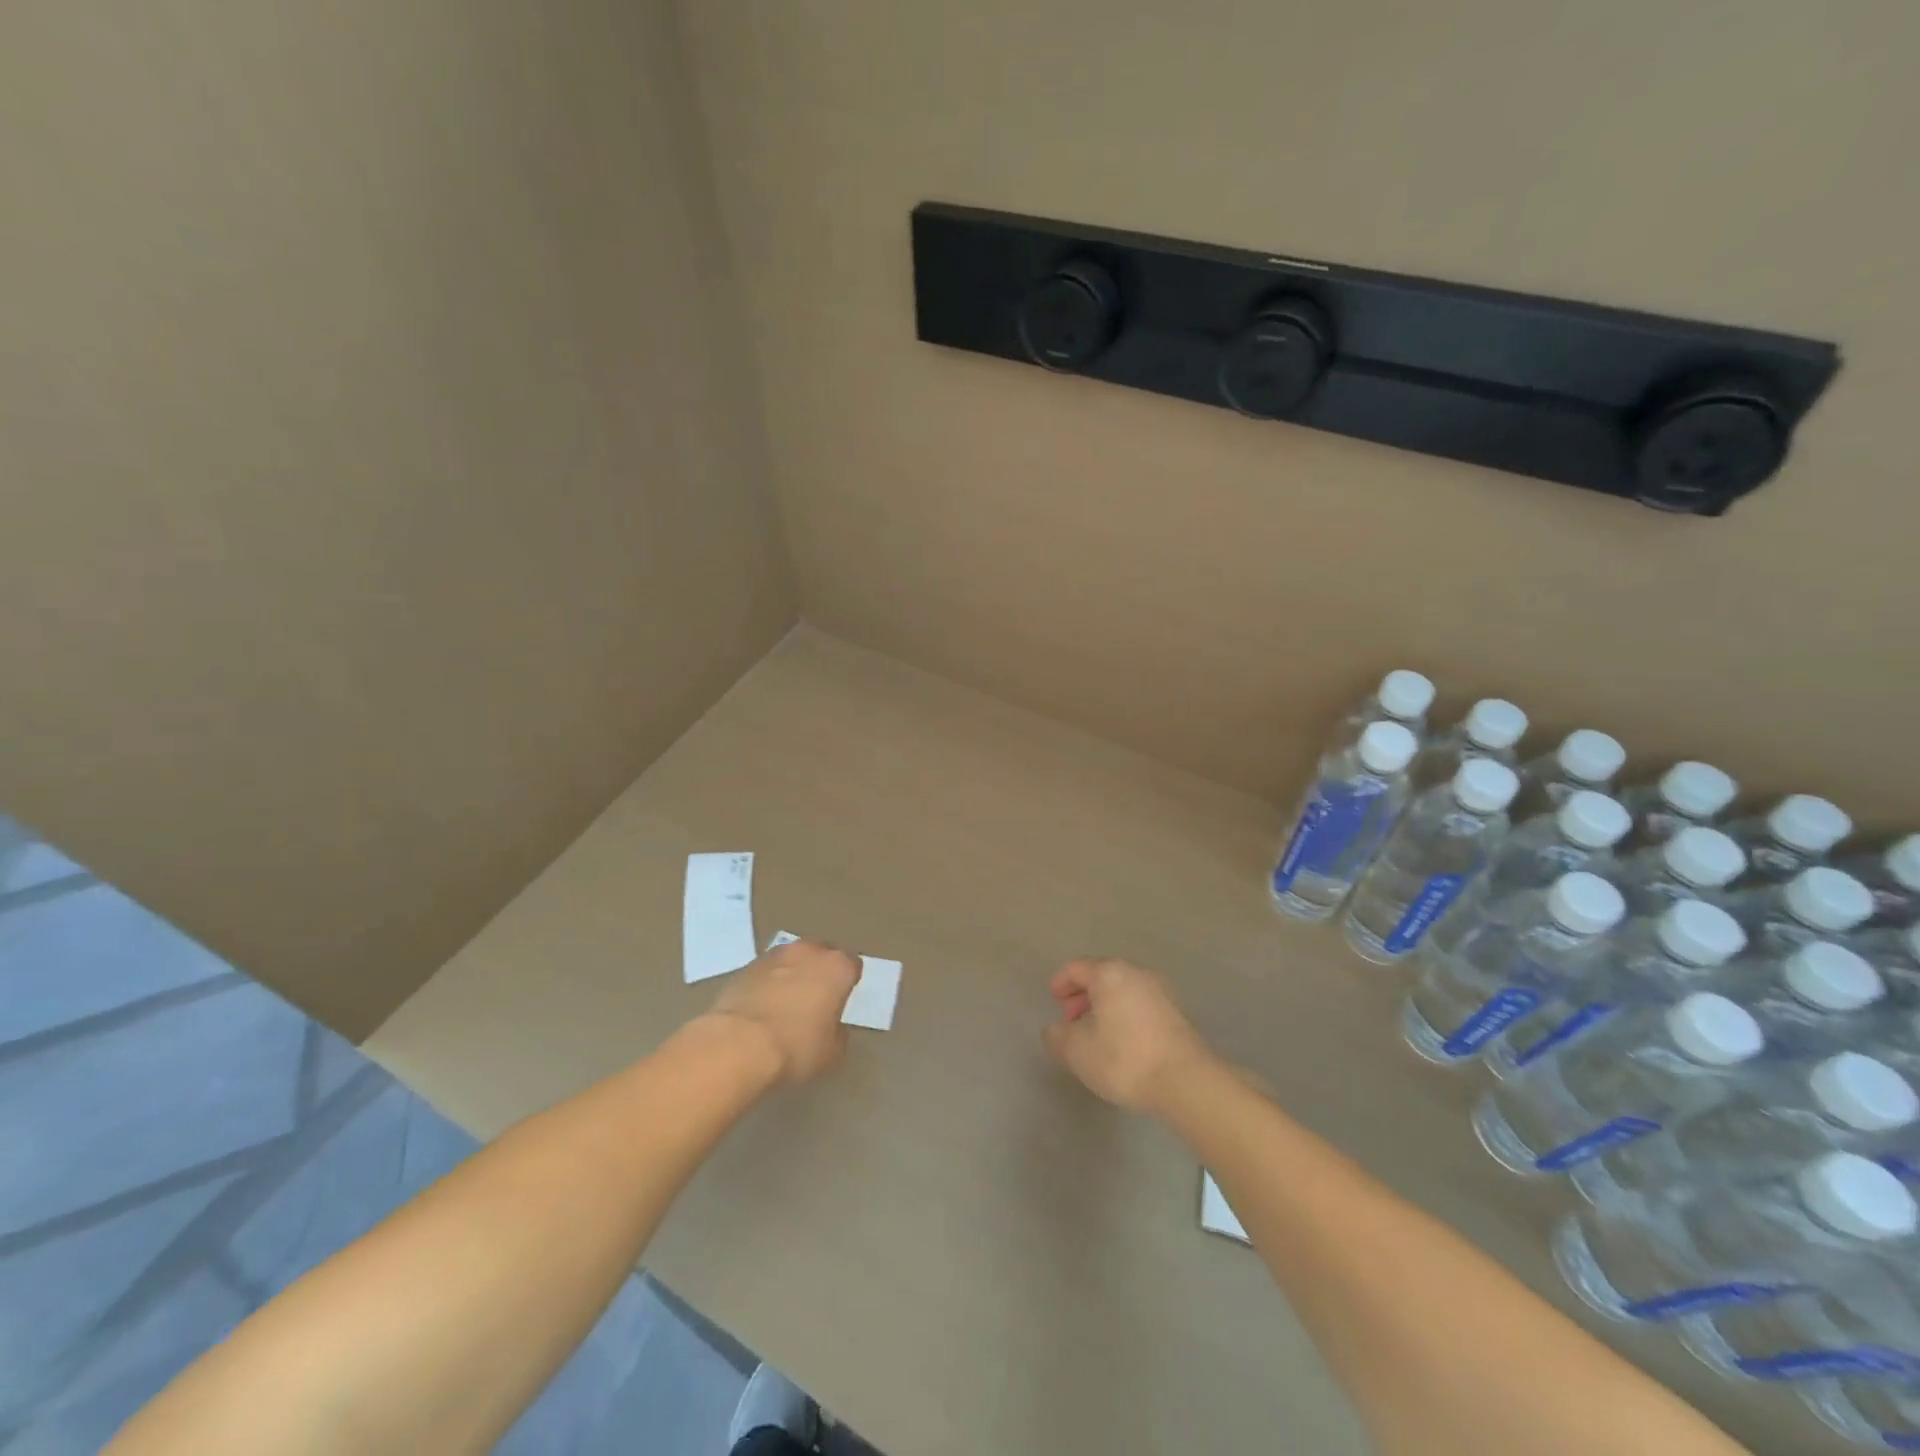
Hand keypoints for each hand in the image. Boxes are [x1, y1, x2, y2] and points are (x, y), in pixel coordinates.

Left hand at [707, 939, 859, 1083]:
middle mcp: (807, 951)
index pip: (852, 965)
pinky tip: (760, 1011)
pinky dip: (765, 986)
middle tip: (814, 1001)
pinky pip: (764, 974)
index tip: (841, 1002)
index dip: (847, 983)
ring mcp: (773, 956)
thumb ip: (838, 1033)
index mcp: (836, 966)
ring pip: (790, 961)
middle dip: (818, 973)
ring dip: (790, 976)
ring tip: (784, 1005)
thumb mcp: (832, 1052)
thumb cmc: (796, 1047)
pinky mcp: (744, 967)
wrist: (738, 1045)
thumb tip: (831, 1027)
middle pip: (819, 955)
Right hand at [1043, 957, 1215, 1113]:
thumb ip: (1058, 1037)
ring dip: (1105, 1007)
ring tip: (1095, 1035)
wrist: (1186, 1081)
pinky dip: (1124, 1016)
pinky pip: (1140, 1005)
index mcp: (1109, 973)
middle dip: (1082, 996)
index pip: (1077, 968)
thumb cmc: (1124, 1058)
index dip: (1061, 982)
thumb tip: (1055, 1030)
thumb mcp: (1077, 1051)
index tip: (1053, 999)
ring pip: (1123, 991)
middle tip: (1071, 1020)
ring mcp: (1161, 992)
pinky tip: (1122, 1043)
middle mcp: (1137, 973)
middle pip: (1102, 976)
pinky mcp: (1177, 1014)